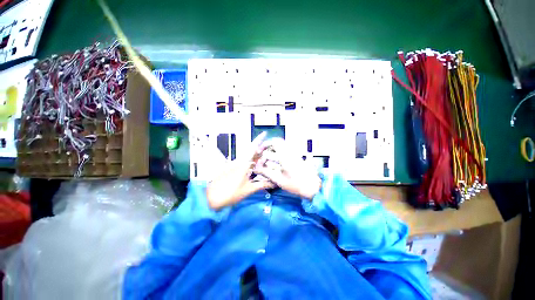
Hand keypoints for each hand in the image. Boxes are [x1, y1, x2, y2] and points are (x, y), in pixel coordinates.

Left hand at [206, 132, 274, 209]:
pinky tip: (253, 168)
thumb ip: (261, 185)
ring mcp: (233, 164)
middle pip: (250, 152)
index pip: (253, 148)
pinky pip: (241, 162)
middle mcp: (238, 161)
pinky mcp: (229, 168)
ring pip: (246, 157)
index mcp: (243, 164)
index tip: (264, 133)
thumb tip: (274, 183)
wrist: (212, 198)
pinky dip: (249, 163)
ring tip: (263, 160)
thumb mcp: (248, 190)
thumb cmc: (231, 194)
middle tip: (269, 151)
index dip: (259, 140)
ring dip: (254, 157)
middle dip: (259, 150)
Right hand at [254, 138, 321, 199]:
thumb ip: (267, 173)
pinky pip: (289, 149)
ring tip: (270, 155)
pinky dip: (281, 150)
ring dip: (275, 147)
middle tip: (264, 152)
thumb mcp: (279, 180)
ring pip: (284, 144)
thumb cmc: (296, 185)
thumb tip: (256, 169)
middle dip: (269, 144)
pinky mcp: (299, 157)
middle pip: (279, 141)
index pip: (274, 142)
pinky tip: (279, 158)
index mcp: (285, 156)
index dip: (265, 145)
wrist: (313, 187)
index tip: (260, 151)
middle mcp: (290, 152)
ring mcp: (296, 154)